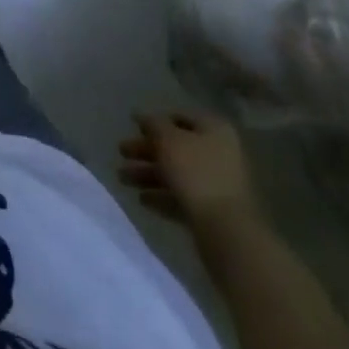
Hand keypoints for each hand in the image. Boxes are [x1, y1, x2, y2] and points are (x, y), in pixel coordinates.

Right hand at [119, 110, 259, 237]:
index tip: (133, 127)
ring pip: (176, 174)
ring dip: (148, 174)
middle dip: (146, 150)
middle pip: (176, 147)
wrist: (227, 232)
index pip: (180, 117)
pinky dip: (162, 196)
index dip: (155, 121)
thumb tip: (142, 116)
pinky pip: (182, 198)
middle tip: (121, 152)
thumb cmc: (196, 174)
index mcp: (214, 129)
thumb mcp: (167, 140)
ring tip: (122, 179)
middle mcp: (218, 153)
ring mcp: (217, 185)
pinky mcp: (212, 213)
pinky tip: (142, 200)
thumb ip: (152, 124)